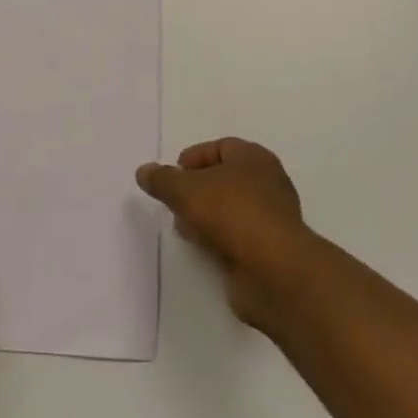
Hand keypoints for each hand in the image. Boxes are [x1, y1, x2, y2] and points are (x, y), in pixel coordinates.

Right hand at [137, 137, 309, 327]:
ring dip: (205, 217)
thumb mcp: (185, 189)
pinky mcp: (268, 249)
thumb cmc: (231, 213)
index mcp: (254, 158)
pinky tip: (202, 249)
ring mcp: (270, 218)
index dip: (193, 159)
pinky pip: (236, 237)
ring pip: (229, 210)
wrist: (273, 270)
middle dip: (196, 190)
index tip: (171, 177)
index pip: (219, 147)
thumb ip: (162, 179)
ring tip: (184, 229)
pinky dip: (218, 240)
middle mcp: (267, 183)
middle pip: (223, 179)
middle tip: (175, 204)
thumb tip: (144, 172)